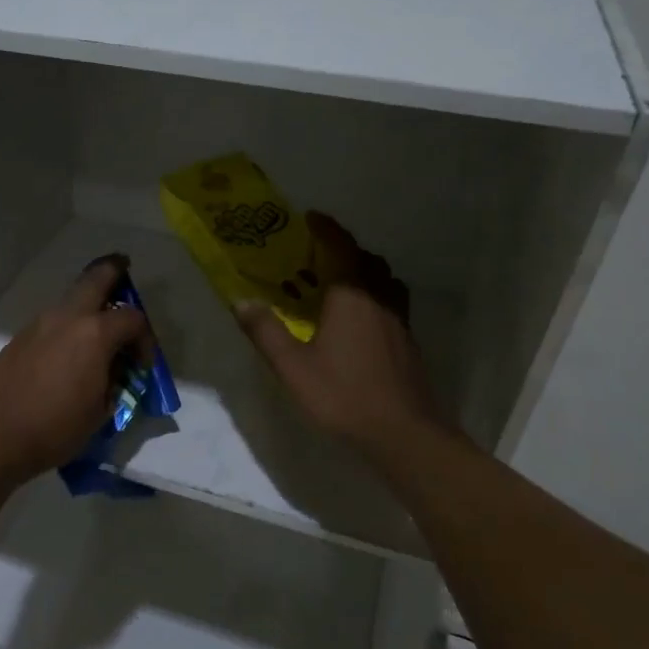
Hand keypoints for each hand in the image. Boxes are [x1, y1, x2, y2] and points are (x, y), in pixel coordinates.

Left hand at [0, 256, 151, 483]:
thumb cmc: (55, 428)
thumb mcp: (100, 411)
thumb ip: (113, 382)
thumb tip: (113, 372)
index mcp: (95, 334)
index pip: (132, 319)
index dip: (145, 339)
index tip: (141, 365)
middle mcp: (67, 318)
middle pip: (95, 278)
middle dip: (113, 271)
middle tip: (123, 268)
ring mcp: (38, 325)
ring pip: (69, 300)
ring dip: (86, 304)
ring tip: (95, 327)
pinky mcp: (18, 339)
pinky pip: (50, 322)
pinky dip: (65, 326)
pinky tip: (66, 353)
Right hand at [235, 212, 447, 465]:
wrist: (403, 432)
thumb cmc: (343, 395)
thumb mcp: (293, 367)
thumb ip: (266, 332)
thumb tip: (240, 300)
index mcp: (351, 296)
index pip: (341, 248)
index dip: (327, 229)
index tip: (311, 217)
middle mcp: (379, 299)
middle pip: (367, 261)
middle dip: (345, 251)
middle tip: (320, 255)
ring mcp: (398, 320)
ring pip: (384, 281)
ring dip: (365, 272)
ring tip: (342, 283)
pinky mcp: (408, 341)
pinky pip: (391, 303)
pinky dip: (376, 296)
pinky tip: (361, 319)